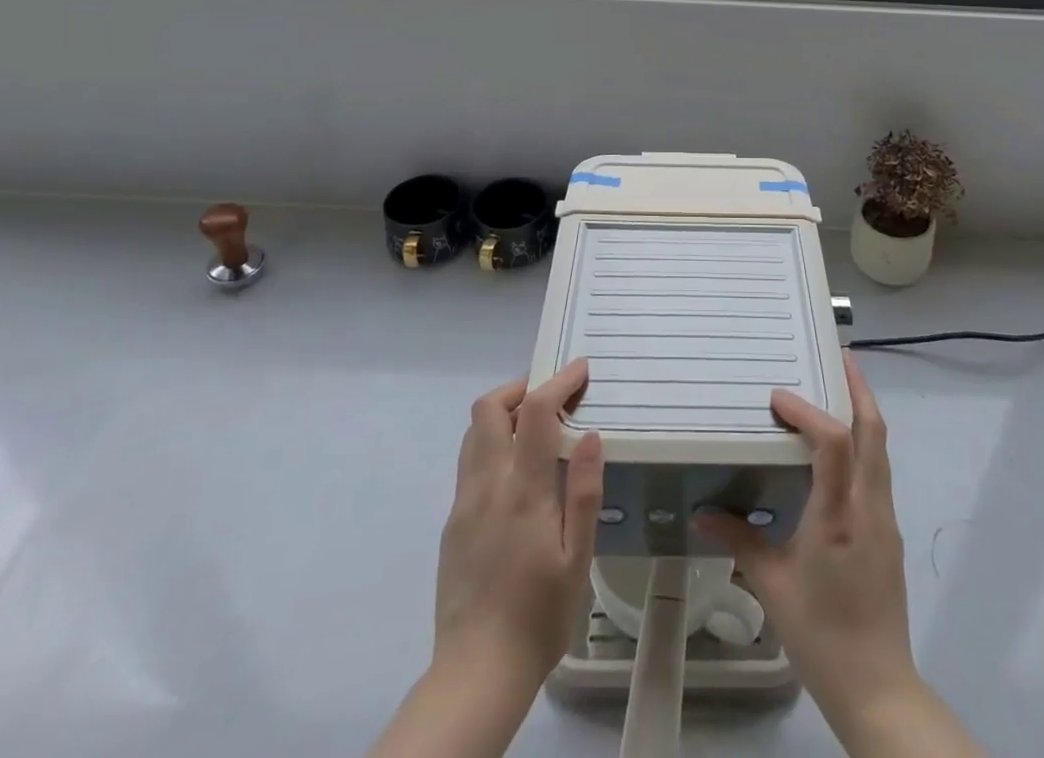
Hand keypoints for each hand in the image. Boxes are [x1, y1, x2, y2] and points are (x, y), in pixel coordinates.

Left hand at [370, 362, 603, 757]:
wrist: (476, 673)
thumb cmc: (540, 616)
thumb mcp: (578, 559)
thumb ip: (585, 492)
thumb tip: (590, 435)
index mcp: (523, 492)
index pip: (536, 414)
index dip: (559, 382)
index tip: (581, 369)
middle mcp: (487, 485)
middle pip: (488, 408)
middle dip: (521, 388)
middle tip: (552, 396)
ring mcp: (463, 502)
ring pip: (474, 432)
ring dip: (503, 413)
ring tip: (535, 427)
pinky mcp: (453, 521)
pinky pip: (470, 461)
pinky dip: (493, 443)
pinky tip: (516, 470)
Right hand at [698, 352, 916, 725]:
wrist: (878, 688)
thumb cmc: (820, 634)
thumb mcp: (772, 586)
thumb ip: (738, 540)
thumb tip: (700, 512)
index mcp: (839, 516)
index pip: (833, 444)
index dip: (808, 411)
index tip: (778, 397)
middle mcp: (868, 507)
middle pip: (874, 433)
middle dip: (858, 389)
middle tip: (838, 357)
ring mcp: (884, 519)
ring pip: (881, 449)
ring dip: (864, 412)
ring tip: (840, 388)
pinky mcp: (888, 533)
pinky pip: (878, 471)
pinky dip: (863, 443)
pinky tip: (841, 448)